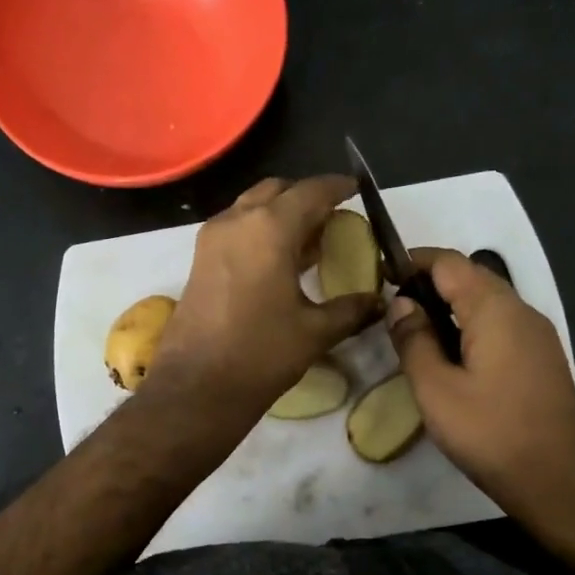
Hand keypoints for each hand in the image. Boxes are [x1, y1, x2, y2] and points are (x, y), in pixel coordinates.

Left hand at [149, 175, 382, 419]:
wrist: (197, 387)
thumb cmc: (260, 354)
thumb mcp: (315, 332)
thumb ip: (351, 309)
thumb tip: (378, 301)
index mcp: (269, 229)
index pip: (311, 191)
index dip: (337, 187)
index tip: (356, 190)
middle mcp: (237, 221)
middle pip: (277, 191)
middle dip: (306, 197)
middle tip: (332, 218)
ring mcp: (212, 239)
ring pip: (252, 207)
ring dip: (280, 214)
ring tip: (309, 240)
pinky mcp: (200, 260)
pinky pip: (236, 229)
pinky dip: (260, 231)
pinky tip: (279, 261)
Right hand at [387, 249, 574, 534]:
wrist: (559, 483)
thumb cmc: (491, 434)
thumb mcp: (436, 389)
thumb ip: (414, 340)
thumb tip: (400, 303)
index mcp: (496, 310)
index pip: (449, 262)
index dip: (412, 261)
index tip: (379, 274)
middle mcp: (522, 311)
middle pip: (471, 277)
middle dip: (430, 283)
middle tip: (392, 308)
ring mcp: (537, 336)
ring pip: (487, 302)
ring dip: (449, 306)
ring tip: (414, 333)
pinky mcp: (541, 359)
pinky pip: (500, 326)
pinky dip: (469, 327)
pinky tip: (450, 357)